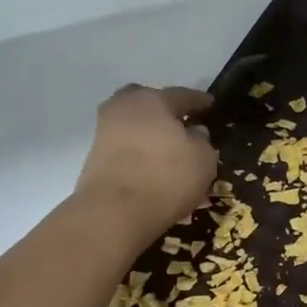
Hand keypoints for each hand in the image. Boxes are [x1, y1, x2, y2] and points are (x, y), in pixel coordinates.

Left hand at [75, 85, 218, 239]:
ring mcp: (105, 131)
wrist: (115, 212)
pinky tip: (154, 170)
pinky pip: (126, 148)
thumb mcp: (203, 159)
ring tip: (169, 154)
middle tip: (182, 125)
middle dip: (165, 112)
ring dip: (151, 135)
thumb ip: (202, 140)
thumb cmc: (167, 177)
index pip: (182, 95)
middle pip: (149, 103)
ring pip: (135, 126)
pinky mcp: (96, 157)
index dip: (200, 101)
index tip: (210, 104)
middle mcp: (124, 107)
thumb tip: (194, 131)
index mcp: (153, 100)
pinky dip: (140, 154)